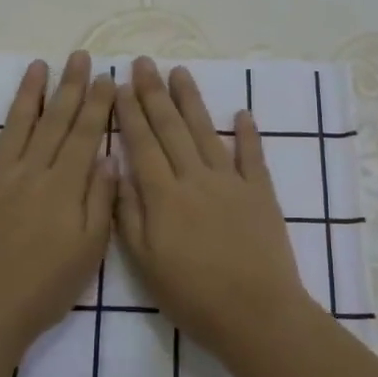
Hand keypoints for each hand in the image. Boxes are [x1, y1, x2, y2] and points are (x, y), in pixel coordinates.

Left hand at [0, 51, 117, 350]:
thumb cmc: (47, 285)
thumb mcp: (90, 248)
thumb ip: (100, 199)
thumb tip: (108, 157)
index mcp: (63, 185)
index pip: (84, 134)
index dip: (97, 103)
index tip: (107, 76)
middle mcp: (29, 172)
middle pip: (53, 121)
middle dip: (69, 87)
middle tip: (79, 56)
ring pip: (14, 128)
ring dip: (26, 95)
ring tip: (37, 66)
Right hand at [114, 57, 312, 356]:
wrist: (256, 313)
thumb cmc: (193, 295)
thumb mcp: (145, 263)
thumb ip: (128, 214)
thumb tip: (116, 170)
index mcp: (164, 196)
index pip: (142, 144)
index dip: (130, 113)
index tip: (121, 85)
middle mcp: (195, 178)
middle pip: (171, 128)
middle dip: (155, 93)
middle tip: (144, 62)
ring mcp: (231, 182)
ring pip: (207, 132)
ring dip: (192, 100)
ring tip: (180, 72)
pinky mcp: (261, 193)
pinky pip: (253, 156)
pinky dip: (247, 133)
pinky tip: (241, 112)